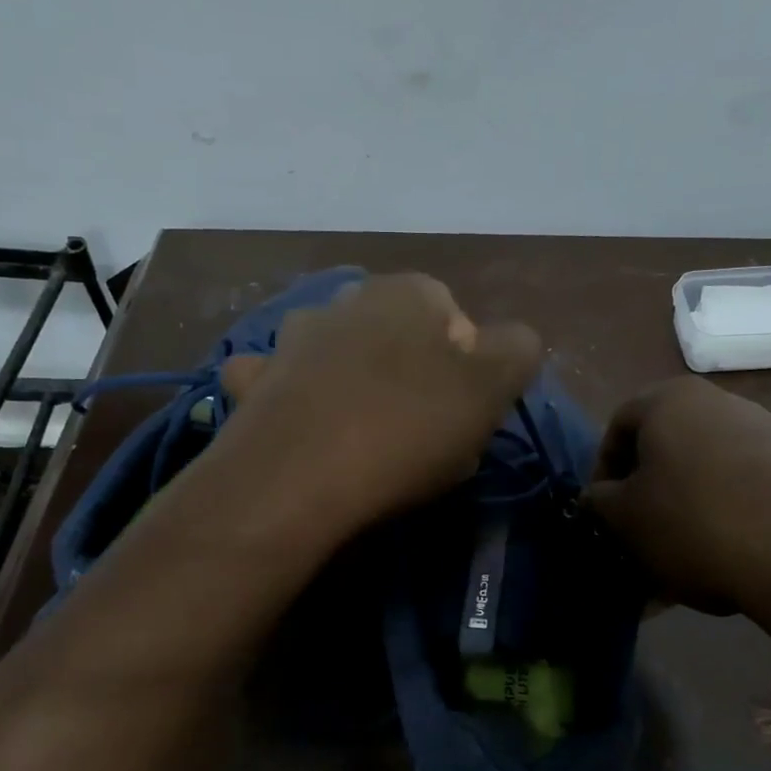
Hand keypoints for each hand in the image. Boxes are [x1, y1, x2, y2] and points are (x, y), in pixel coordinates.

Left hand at [214, 274, 543, 535]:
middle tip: (420, 437)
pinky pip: (282, 383)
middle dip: (413, 380)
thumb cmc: (406, 429)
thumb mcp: (492, 390)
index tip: (463, 419)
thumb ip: (517, 350)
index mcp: (407, 293)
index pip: (457, 323)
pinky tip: (305, 432)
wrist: (295, 478)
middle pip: (397, 341)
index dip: (468, 374)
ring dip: (355, 387)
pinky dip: (294, 399)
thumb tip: (510, 343)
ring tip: (363, 443)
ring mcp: (292, 338)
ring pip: (340, 358)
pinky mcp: (253, 380)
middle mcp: (346, 300)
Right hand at [586, 377, 770, 639]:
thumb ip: (599, 500)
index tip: (604, 510)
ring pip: (705, 468)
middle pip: (665, 445)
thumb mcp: (625, 517)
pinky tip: (726, 552)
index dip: (603, 470)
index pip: (617, 426)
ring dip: (685, 504)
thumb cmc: (695, 522)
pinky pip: (745, 485)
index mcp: (669, 400)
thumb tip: (597, 496)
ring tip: (682, 551)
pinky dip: (726, 513)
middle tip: (640, 531)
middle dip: (647, 489)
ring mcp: (768, 429)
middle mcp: (719, 401)